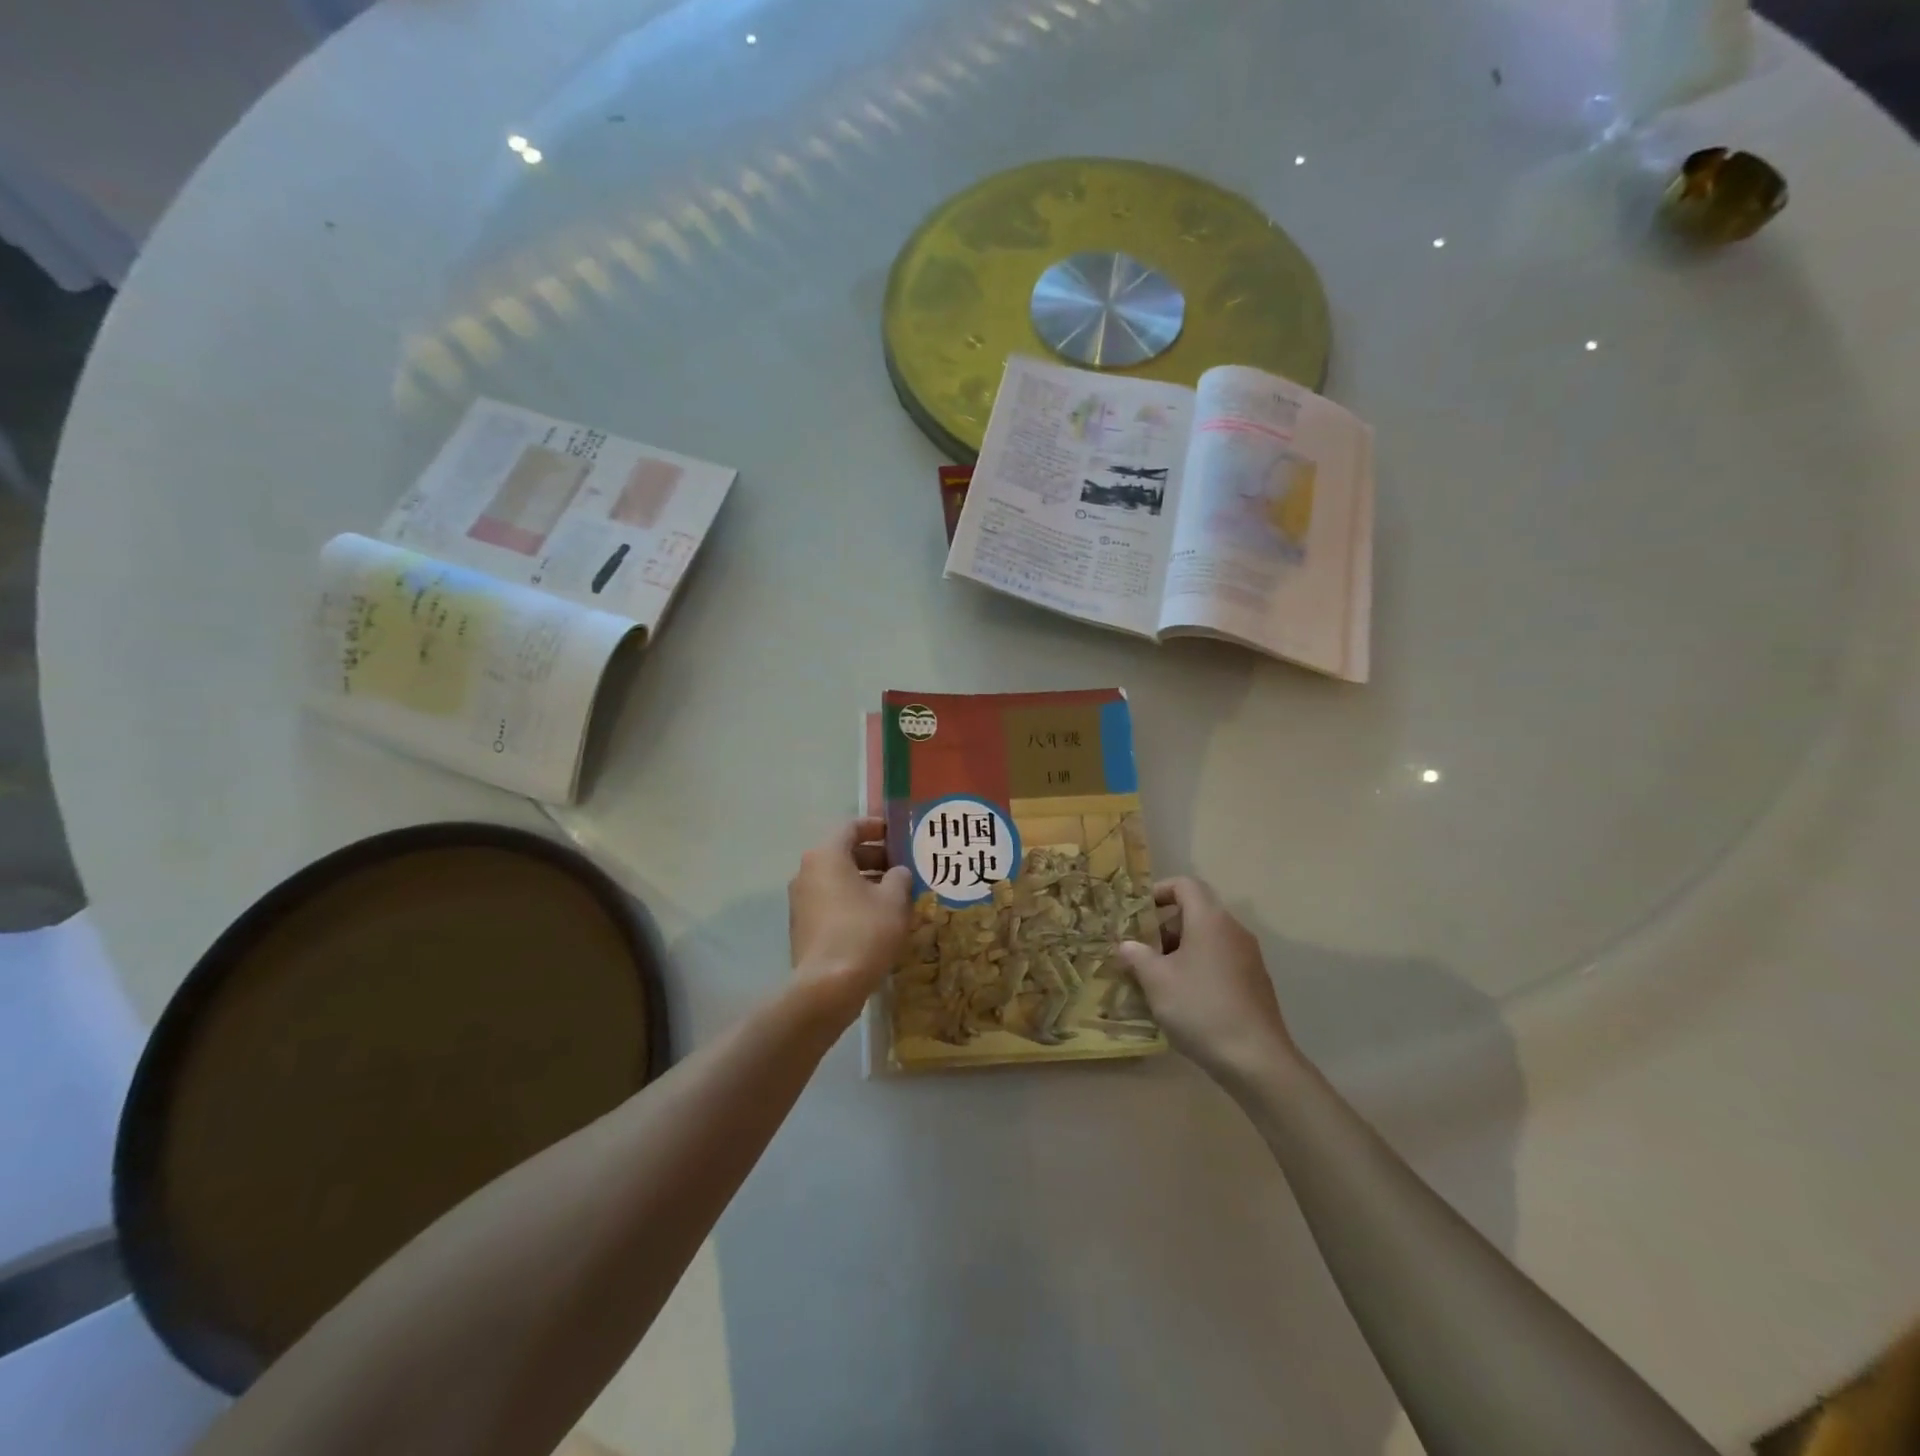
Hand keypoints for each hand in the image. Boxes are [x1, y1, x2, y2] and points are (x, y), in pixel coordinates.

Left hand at [788, 817, 911, 1022]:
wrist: (827, 987)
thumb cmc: (864, 932)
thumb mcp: (894, 900)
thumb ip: (899, 877)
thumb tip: (898, 873)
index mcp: (826, 856)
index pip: (850, 827)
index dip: (875, 827)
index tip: (897, 833)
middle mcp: (807, 872)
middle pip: (843, 853)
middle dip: (874, 857)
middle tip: (902, 866)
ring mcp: (801, 901)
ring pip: (837, 879)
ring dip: (865, 881)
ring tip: (895, 894)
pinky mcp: (803, 926)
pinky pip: (831, 901)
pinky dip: (852, 901)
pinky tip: (877, 918)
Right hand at [1117, 877, 1294, 1084]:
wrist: (1257, 1060)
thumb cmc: (1200, 1008)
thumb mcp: (1156, 981)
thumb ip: (1136, 956)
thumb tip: (1126, 946)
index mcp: (1210, 920)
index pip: (1185, 885)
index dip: (1159, 891)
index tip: (1138, 913)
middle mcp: (1233, 931)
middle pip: (1196, 912)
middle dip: (1164, 927)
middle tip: (1141, 951)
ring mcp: (1249, 958)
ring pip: (1208, 939)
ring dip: (1180, 950)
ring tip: (1157, 978)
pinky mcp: (1255, 983)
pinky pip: (1220, 961)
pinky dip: (1199, 968)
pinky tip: (1184, 999)